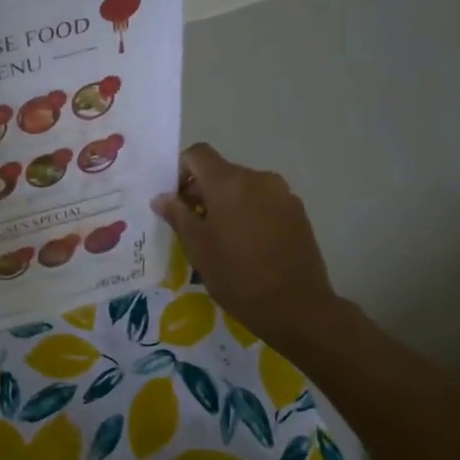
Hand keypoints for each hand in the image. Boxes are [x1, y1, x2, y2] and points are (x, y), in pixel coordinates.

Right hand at [152, 143, 339, 352]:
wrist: (296, 306)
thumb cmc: (237, 275)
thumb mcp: (197, 247)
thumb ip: (178, 215)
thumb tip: (161, 197)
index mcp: (229, 182)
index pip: (198, 154)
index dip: (181, 171)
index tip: (176, 201)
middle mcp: (258, 178)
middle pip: (221, 171)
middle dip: (203, 191)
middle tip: (193, 225)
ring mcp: (282, 194)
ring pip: (244, 188)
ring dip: (227, 203)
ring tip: (221, 238)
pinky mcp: (298, 212)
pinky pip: (264, 202)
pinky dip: (249, 213)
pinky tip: (247, 245)